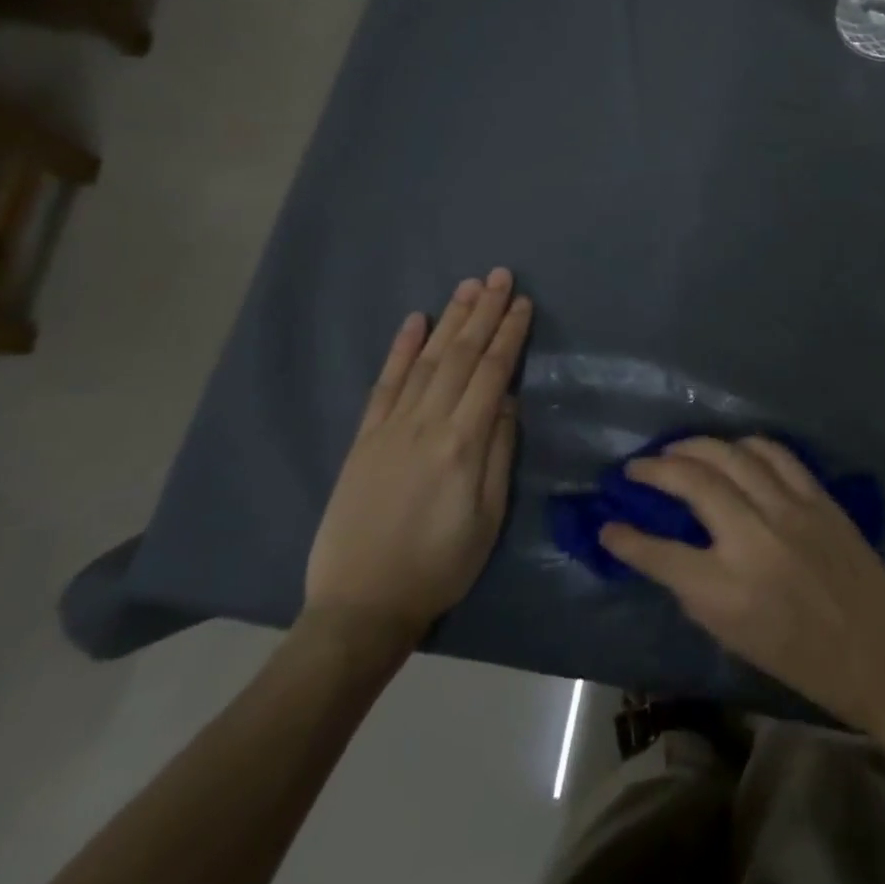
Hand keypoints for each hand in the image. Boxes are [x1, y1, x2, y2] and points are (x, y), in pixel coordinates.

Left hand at [303, 269, 532, 662]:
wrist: (361, 607)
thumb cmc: (440, 565)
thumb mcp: (487, 517)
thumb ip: (499, 452)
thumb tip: (509, 400)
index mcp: (462, 443)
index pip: (493, 373)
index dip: (510, 335)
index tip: (523, 303)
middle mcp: (426, 424)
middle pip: (461, 356)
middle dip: (484, 312)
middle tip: (500, 275)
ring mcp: (390, 428)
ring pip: (426, 361)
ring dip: (449, 320)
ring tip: (468, 286)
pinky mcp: (364, 439)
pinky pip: (384, 384)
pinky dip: (401, 350)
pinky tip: (414, 321)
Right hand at [599, 436, 884, 731]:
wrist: (876, 651)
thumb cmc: (800, 659)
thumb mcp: (734, 638)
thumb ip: (696, 590)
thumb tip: (667, 551)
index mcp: (726, 592)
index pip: (660, 554)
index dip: (626, 538)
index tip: (609, 525)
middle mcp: (753, 541)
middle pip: (693, 483)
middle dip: (656, 469)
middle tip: (637, 467)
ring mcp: (789, 511)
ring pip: (731, 455)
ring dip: (695, 446)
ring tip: (675, 449)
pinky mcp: (817, 497)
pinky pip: (774, 453)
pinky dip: (745, 445)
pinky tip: (730, 449)